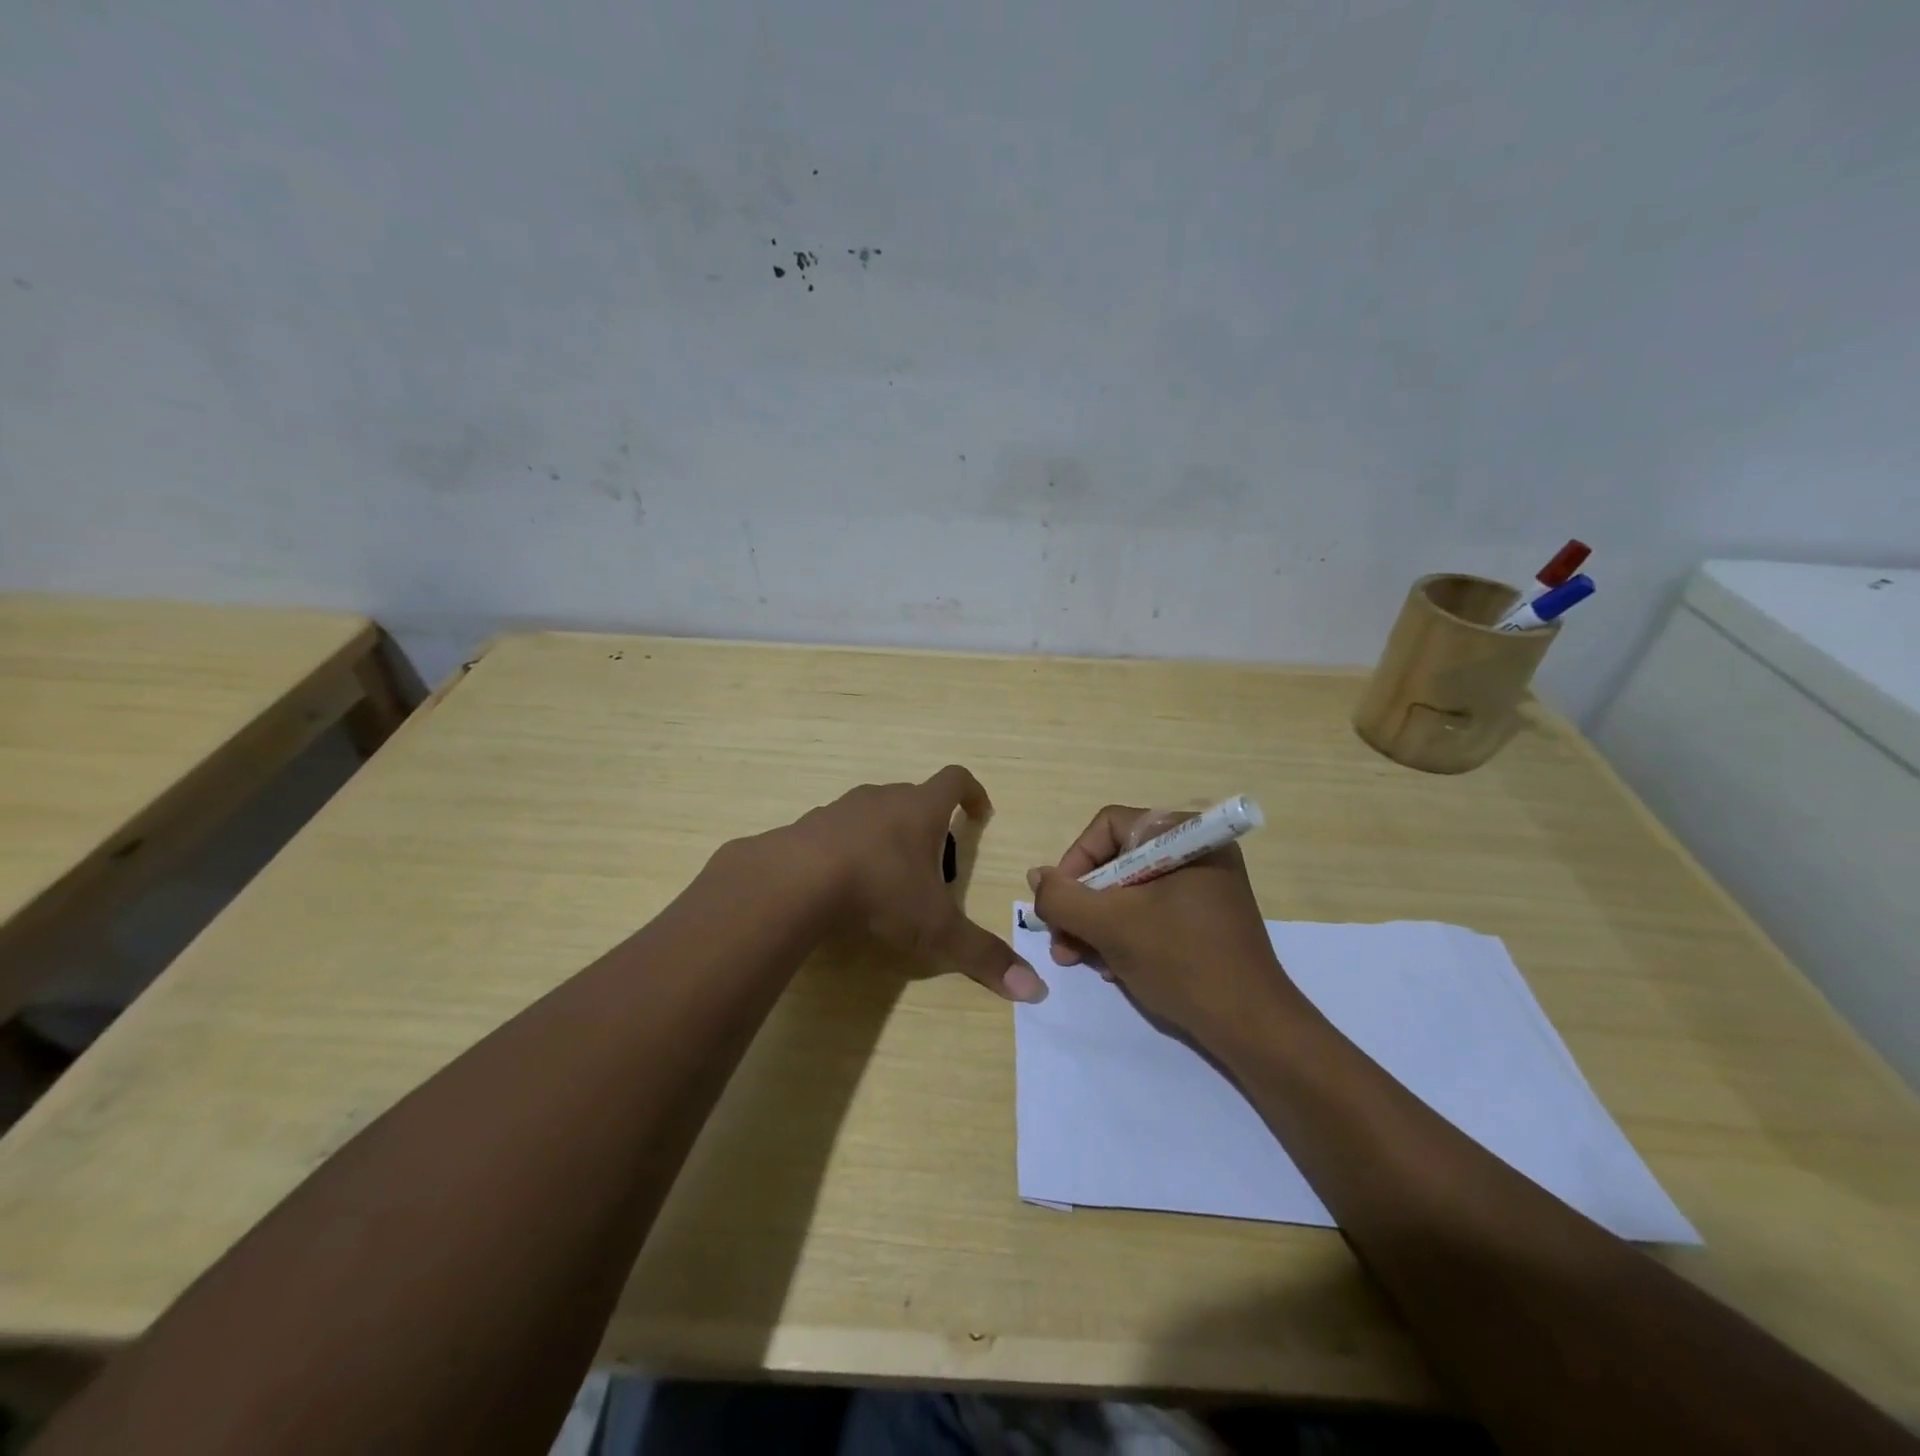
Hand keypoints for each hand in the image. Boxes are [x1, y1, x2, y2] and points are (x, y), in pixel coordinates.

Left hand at [781, 765, 1046, 1002]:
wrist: (793, 881)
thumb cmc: (879, 891)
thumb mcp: (935, 929)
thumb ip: (983, 956)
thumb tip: (1035, 991)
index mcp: (920, 808)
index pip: (955, 780)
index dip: (973, 793)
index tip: (981, 814)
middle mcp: (882, 798)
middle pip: (914, 798)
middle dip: (929, 825)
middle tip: (934, 866)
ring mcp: (841, 808)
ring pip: (874, 812)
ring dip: (887, 835)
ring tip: (889, 877)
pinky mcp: (807, 826)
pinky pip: (837, 831)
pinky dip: (849, 849)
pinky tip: (843, 884)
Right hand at [1026, 804, 1302, 1045]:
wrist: (1253, 1028)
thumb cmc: (1181, 962)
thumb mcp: (1110, 926)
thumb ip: (1063, 897)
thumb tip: (1037, 877)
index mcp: (1185, 835)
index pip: (1108, 827)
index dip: (1074, 862)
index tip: (1058, 905)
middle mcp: (1197, 850)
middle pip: (1116, 860)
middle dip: (1083, 904)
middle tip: (1063, 943)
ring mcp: (1204, 885)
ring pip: (1130, 890)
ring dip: (1097, 924)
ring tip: (1080, 961)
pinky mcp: (1206, 917)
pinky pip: (1152, 911)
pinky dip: (1125, 934)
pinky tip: (1114, 968)